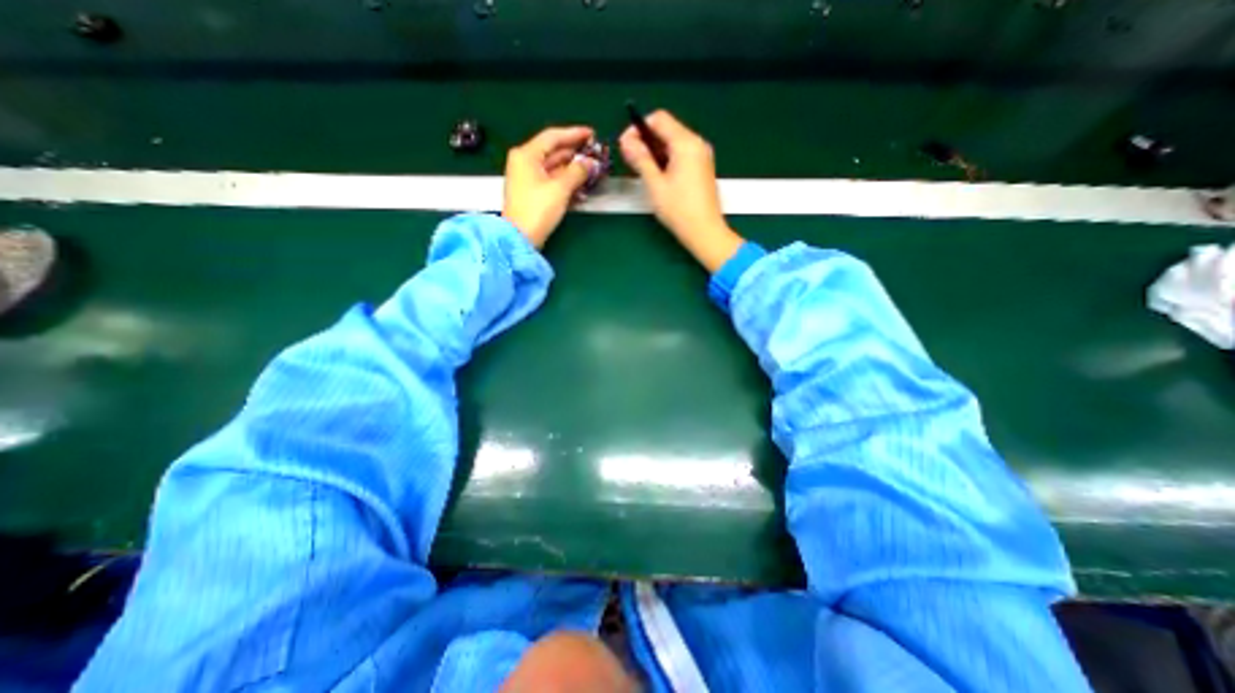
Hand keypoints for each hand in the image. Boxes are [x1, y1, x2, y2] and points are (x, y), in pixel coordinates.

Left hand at [505, 124, 596, 245]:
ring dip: (572, 170)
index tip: (592, 134)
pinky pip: (551, 181)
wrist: (520, 238)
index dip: (574, 134)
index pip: (553, 137)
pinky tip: (580, 187)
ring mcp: (527, 179)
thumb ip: (577, 172)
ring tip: (591, 171)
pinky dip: (565, 182)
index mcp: (526, 155)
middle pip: (553, 152)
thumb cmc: (537, 210)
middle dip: (574, 153)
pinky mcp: (532, 194)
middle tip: (594, 154)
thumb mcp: (560, 188)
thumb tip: (589, 163)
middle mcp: (524, 163)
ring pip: (554, 168)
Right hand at [617, 109, 742, 271]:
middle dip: (646, 140)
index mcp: (686, 143)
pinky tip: (657, 175)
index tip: (625, 145)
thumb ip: (640, 159)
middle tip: (630, 159)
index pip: (659, 118)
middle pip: (667, 129)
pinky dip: (667, 159)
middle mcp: (697, 143)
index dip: (638, 128)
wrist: (705, 232)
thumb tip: (626, 141)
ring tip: (641, 170)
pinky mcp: (703, 168)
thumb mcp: (655, 185)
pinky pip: (682, 154)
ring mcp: (702, 156)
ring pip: (673, 142)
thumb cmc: (679, 210)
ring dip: (655, 151)